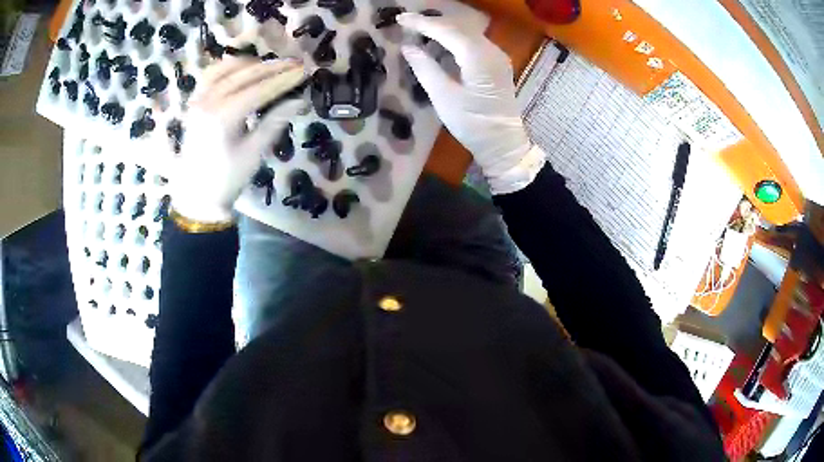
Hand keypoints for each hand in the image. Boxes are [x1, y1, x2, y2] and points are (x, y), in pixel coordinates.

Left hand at [170, 58, 306, 221]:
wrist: (196, 194)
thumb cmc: (227, 178)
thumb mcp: (254, 153)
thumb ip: (274, 122)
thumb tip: (299, 101)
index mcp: (223, 117)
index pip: (259, 89)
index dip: (282, 79)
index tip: (302, 72)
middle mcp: (208, 102)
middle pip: (244, 74)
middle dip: (271, 68)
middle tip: (293, 64)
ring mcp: (198, 100)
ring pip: (226, 69)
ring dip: (249, 64)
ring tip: (269, 67)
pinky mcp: (194, 103)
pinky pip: (211, 75)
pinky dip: (228, 68)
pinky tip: (242, 70)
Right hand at [397, 13, 544, 194]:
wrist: (503, 143)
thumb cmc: (473, 124)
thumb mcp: (444, 97)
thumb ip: (425, 68)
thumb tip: (408, 47)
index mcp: (479, 57)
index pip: (447, 30)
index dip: (422, 23)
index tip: (399, 18)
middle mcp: (491, 51)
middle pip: (458, 28)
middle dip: (431, 23)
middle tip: (406, 23)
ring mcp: (497, 56)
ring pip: (466, 33)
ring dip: (442, 30)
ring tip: (418, 30)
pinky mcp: (496, 64)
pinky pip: (472, 43)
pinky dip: (454, 39)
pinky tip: (439, 43)